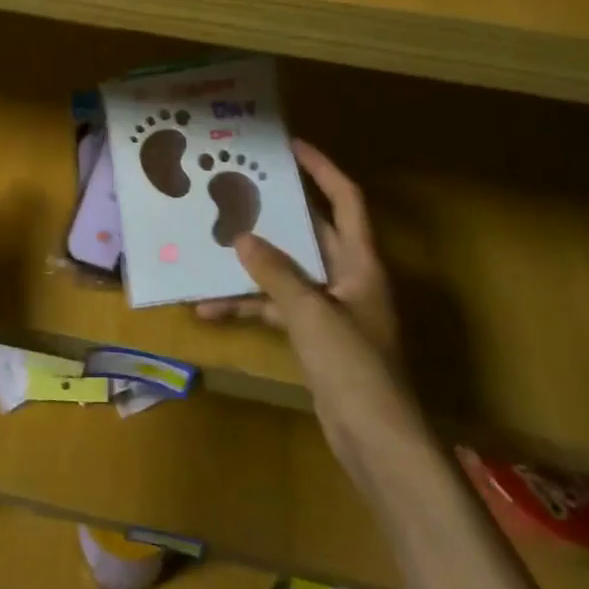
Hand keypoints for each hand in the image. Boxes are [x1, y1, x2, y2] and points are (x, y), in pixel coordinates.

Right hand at [197, 139, 416, 475]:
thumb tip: (242, 238)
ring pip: (288, 271)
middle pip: (311, 231)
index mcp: (362, 262)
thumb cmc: (354, 366)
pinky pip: (278, 308)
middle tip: (238, 187)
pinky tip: (210, 310)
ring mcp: (331, 308)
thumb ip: (276, 273)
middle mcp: (348, 277)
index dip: (322, 168)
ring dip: (253, 263)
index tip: (290, 145)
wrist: (378, 442)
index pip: (346, 199)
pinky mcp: (316, 337)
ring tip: (213, 243)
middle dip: (277, 210)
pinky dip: (249, 306)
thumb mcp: (311, 313)